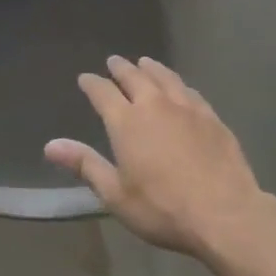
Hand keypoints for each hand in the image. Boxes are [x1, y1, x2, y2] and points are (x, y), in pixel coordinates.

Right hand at [47, 56, 264, 257]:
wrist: (225, 214)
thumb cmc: (163, 208)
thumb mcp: (116, 194)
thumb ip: (85, 164)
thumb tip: (50, 145)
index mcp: (126, 121)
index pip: (103, 92)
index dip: (92, 83)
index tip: (85, 78)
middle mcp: (154, 105)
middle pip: (134, 77)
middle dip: (121, 68)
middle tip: (114, 61)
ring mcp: (187, 108)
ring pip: (165, 77)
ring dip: (151, 68)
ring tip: (145, 63)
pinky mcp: (212, 118)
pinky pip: (190, 92)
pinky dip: (178, 84)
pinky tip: (181, 88)